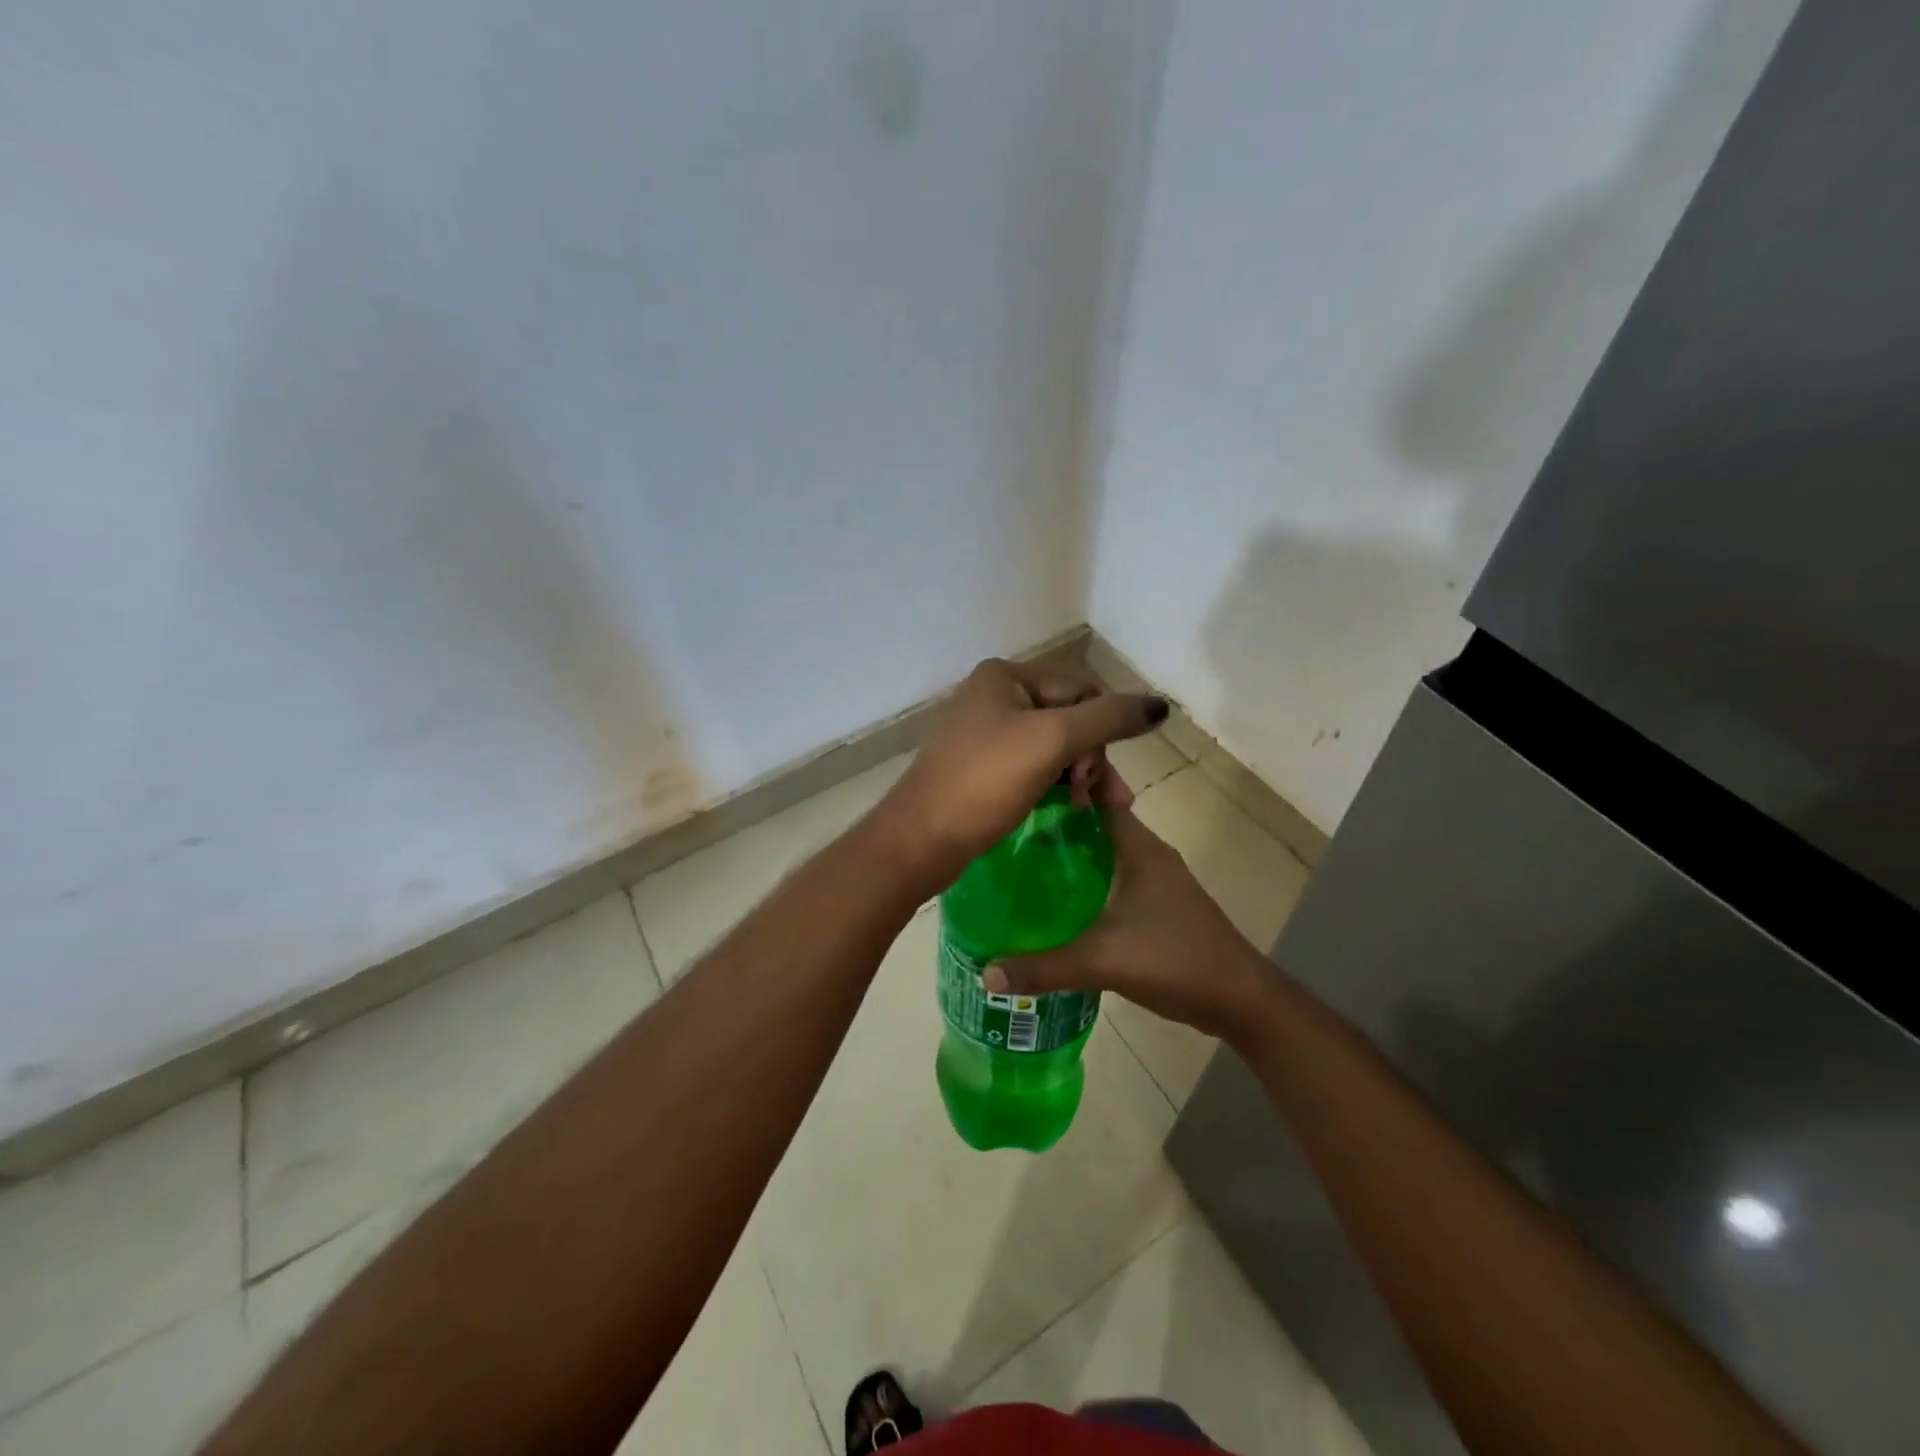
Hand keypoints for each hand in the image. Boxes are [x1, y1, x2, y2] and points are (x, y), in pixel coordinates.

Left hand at [871, 659, 1166, 886]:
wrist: (921, 839)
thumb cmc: (985, 782)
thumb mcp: (1052, 741)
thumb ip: (1109, 719)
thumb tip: (1160, 704)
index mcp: (1006, 676)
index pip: (1083, 689)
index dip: (1104, 729)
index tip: (1102, 775)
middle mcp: (995, 695)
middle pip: (1071, 717)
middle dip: (1092, 757)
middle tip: (1102, 799)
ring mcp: (986, 732)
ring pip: (1056, 745)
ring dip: (1080, 774)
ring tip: (1092, 809)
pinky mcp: (983, 767)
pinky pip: (1035, 766)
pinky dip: (1057, 784)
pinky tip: (1071, 808)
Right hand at [983, 808, 1276, 1041]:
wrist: (1239, 999)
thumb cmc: (1173, 960)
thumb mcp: (1101, 962)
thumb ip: (1043, 967)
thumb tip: (985, 972)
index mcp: (1139, 848)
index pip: (1100, 795)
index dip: (1065, 786)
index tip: (1022, 787)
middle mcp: (1149, 854)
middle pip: (1098, 823)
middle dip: (1058, 822)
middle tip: (1009, 829)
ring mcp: (1158, 880)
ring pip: (1108, 853)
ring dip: (1074, 854)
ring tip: (1025, 861)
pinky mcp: (1161, 905)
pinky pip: (1116, 879)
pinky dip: (1090, 881)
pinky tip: (1062, 902)